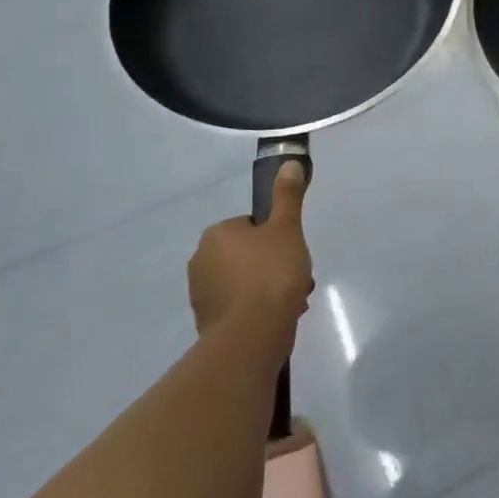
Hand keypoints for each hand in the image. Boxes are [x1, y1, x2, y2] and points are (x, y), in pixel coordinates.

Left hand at [189, 163, 312, 340]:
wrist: (252, 335)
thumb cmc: (271, 273)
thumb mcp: (287, 228)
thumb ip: (287, 195)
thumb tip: (290, 162)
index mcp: (217, 234)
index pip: (251, 226)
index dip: (276, 237)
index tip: (293, 251)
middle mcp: (201, 260)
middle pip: (248, 254)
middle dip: (273, 265)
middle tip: (297, 277)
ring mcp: (201, 294)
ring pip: (244, 282)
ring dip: (267, 289)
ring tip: (293, 302)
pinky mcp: (206, 323)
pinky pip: (238, 307)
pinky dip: (257, 310)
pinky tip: (278, 318)